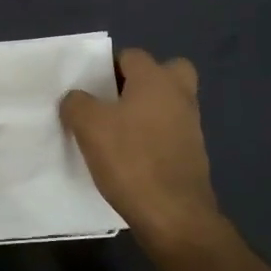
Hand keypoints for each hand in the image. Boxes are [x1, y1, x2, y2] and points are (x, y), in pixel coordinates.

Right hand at [60, 49, 225, 258]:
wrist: (174, 215)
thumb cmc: (130, 159)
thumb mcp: (88, 126)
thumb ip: (77, 103)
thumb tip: (76, 99)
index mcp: (156, 79)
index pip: (130, 56)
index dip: (107, 68)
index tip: (89, 89)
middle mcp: (179, 95)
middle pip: (164, 72)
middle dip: (141, 82)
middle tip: (114, 102)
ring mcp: (191, 125)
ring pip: (168, 103)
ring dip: (147, 111)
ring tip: (116, 133)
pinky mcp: (194, 154)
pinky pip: (170, 132)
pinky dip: (154, 138)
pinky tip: (131, 158)